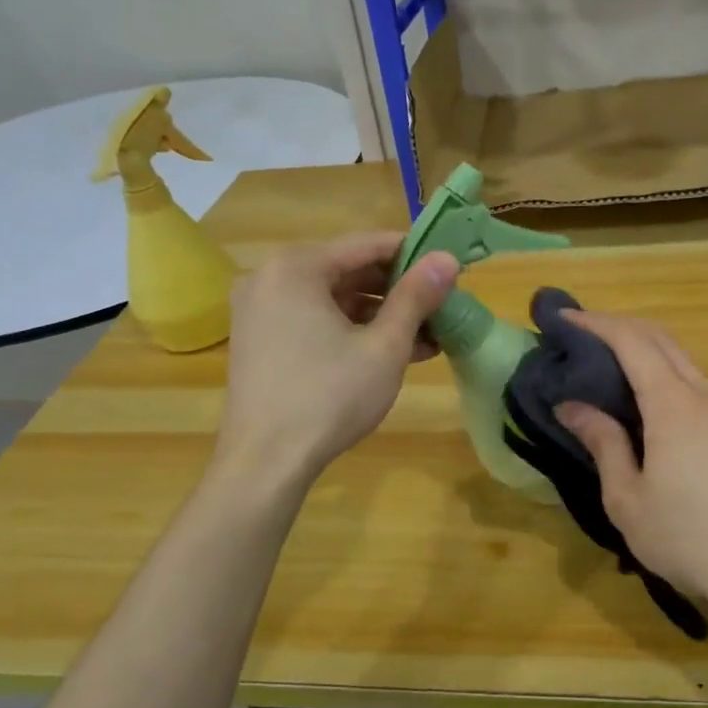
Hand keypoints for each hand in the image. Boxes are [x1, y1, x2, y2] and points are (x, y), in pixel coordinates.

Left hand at [217, 233, 456, 484]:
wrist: (266, 462)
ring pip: (332, 299)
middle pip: (347, 270)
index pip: (366, 244)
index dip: (413, 254)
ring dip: (379, 314)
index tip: (448, 269)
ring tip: (427, 336)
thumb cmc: (329, 397)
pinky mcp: (260, 340)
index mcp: (295, 267)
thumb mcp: (384, 346)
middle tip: (441, 306)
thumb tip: (448, 259)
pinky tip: (390, 352)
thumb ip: (416, 297)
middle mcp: (269, 278)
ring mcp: (259, 311)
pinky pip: (313, 320)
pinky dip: (350, 330)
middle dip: (398, 290)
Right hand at [556, 311, 707, 635]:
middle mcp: (707, 395)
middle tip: (581, 335)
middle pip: (662, 339)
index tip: (563, 318)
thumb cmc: (688, 539)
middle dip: (619, 327)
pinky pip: (698, 387)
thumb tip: (572, 406)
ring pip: (684, 362)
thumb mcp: (628, 498)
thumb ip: (603, 443)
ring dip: (645, 352)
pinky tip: (648, 405)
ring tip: (608, 369)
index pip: (632, 342)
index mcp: (675, 405)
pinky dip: (666, 377)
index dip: (596, 323)